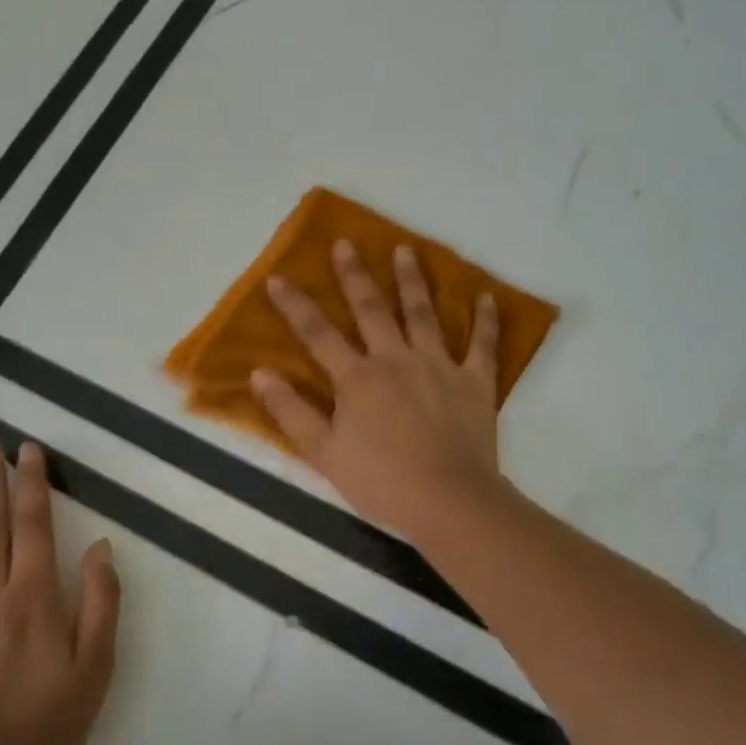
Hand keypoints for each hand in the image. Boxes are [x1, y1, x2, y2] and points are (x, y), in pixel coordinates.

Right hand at [253, 240, 506, 543]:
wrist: (448, 501)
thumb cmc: (381, 481)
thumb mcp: (324, 453)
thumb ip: (291, 411)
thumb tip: (259, 373)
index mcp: (357, 378)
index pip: (317, 334)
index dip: (295, 305)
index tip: (277, 278)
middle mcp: (396, 359)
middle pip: (372, 310)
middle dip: (355, 275)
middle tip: (346, 243)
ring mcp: (439, 366)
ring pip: (423, 314)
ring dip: (412, 280)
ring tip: (405, 250)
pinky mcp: (474, 382)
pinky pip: (482, 345)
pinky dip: (485, 320)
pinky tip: (486, 296)